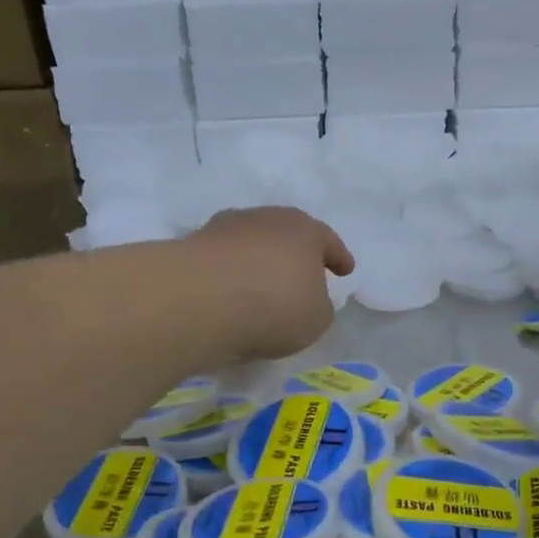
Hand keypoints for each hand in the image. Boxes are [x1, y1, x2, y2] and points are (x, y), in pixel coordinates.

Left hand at [188, 208, 354, 362]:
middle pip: (287, 234)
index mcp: (305, 230)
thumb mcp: (316, 318)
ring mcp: (226, 228)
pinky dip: (231, 274)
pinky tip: (232, 294)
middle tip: (302, 275)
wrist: (203, 300)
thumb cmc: (275, 306)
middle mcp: (266, 219)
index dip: (338, 257)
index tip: (344, 270)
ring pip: (252, 243)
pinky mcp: (194, 245)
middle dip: (295, 254)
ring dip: (259, 262)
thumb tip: (308, 299)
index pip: (328, 241)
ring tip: (261, 287)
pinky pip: (224, 261)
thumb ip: (319, 306)